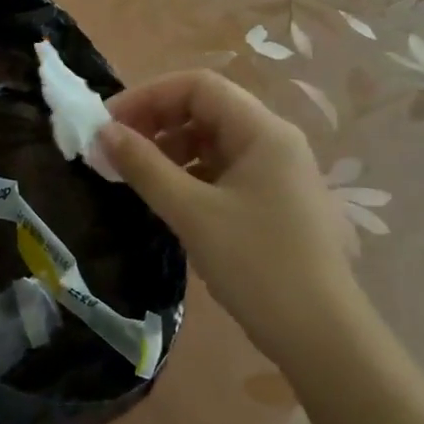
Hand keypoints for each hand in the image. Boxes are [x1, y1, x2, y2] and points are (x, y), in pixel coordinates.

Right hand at [99, 71, 368, 366]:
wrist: (321, 337)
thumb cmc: (256, 265)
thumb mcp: (192, 213)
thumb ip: (144, 167)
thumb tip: (102, 133)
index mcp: (262, 131)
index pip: (198, 86)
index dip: (148, 96)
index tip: (108, 123)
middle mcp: (273, 141)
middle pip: (205, 109)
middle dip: (156, 122)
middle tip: (114, 150)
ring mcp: (276, 172)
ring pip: (212, 141)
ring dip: (169, 150)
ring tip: (133, 175)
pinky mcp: (271, 201)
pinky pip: (222, 170)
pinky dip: (188, 175)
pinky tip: (165, 197)